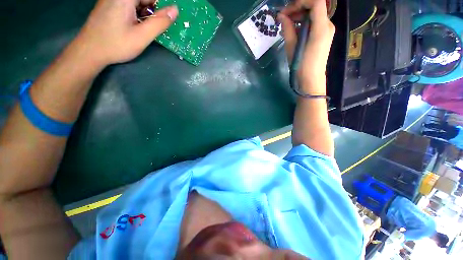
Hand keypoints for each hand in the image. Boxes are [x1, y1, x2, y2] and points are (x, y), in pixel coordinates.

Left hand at [74, 0, 177, 67]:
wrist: (89, 51)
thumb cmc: (116, 44)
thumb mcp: (142, 36)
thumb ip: (159, 22)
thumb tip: (175, 10)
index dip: (160, 7)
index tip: (163, 20)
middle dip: (153, 11)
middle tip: (153, 27)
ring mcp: (112, 0)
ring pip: (137, 3)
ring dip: (145, 14)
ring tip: (143, 29)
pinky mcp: (109, 6)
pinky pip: (129, 6)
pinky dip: (136, 15)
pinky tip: (135, 27)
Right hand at [278, 0, 334, 93]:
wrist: (311, 80)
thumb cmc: (301, 66)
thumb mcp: (292, 48)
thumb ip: (288, 29)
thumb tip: (281, 16)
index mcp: (321, 28)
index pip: (316, 2)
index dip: (301, 2)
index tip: (287, 10)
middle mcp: (327, 25)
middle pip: (314, 7)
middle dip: (297, 9)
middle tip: (282, 18)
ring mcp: (326, 30)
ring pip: (313, 15)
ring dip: (299, 16)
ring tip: (285, 25)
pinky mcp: (323, 36)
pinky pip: (313, 23)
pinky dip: (303, 23)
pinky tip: (293, 30)